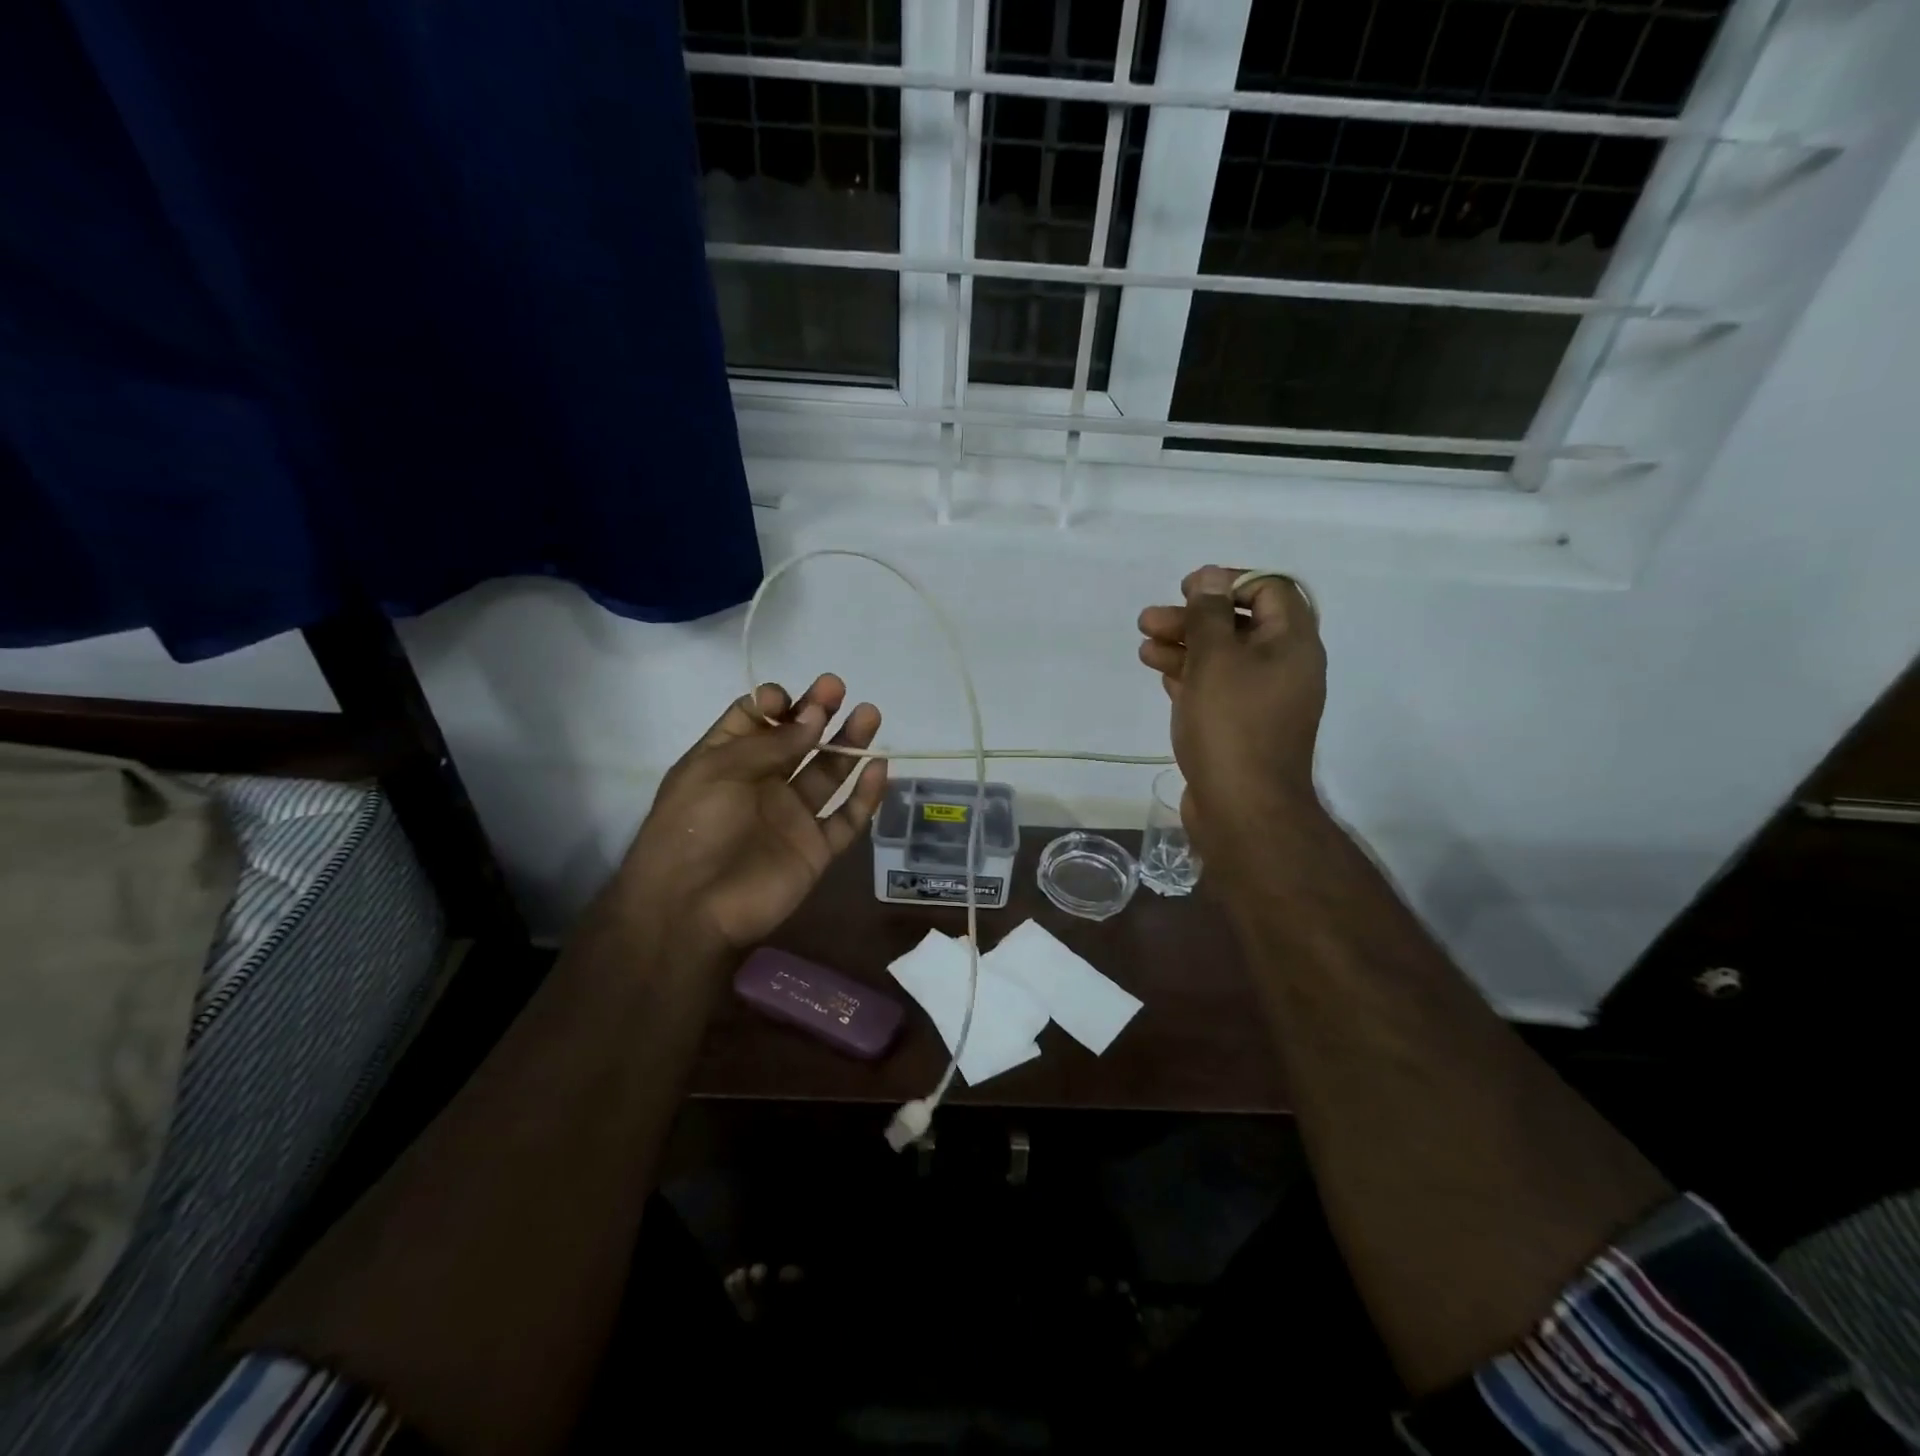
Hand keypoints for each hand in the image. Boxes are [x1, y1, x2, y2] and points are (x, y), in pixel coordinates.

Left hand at [618, 674, 886, 956]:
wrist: (693, 907)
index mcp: (728, 761)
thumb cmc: (694, 826)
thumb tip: (814, 718)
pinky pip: (847, 818)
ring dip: (848, 743)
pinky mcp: (816, 848)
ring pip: (828, 773)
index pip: (756, 720)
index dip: (776, 704)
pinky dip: (865, 795)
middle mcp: (763, 783)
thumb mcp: (718, 770)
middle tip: (836, 688)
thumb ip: (771, 743)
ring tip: (869, 714)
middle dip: (817, 712)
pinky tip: (879, 768)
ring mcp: (792, 816)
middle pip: (798, 741)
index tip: (789, 700)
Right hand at [1137, 565, 1326, 863]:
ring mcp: (1264, 700)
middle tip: (1149, 620)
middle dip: (1193, 618)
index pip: (1269, 589)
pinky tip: (1161, 675)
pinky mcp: (1243, 726)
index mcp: (1292, 644)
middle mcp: (1285, 667)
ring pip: (1223, 658)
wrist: (1242, 808)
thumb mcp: (1215, 659)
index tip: (1187, 589)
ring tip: (1144, 648)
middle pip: (1240, 624)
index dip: (1228, 582)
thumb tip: (1211, 578)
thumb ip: (1210, 614)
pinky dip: (1190, 677)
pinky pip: (1218, 688)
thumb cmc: (1231, 725)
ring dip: (1184, 647)